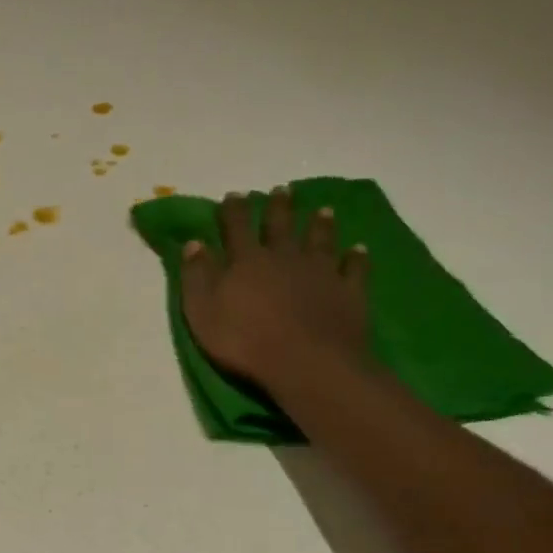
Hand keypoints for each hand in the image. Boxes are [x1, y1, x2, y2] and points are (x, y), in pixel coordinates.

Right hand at [180, 186, 371, 392]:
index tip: (234, 195)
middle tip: (281, 190)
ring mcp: (320, 272)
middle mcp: (284, 257)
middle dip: (279, 207)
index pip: (237, 227)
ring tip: (323, 210)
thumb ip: (197, 276)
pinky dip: (356, 257)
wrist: (306, 363)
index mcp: (247, 261)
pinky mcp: (348, 291)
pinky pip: (353, 268)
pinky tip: (359, 249)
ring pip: (320, 240)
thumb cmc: (244, 340)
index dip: (233, 210)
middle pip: (281, 225)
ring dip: (320, 224)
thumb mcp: (202, 311)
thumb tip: (194, 243)